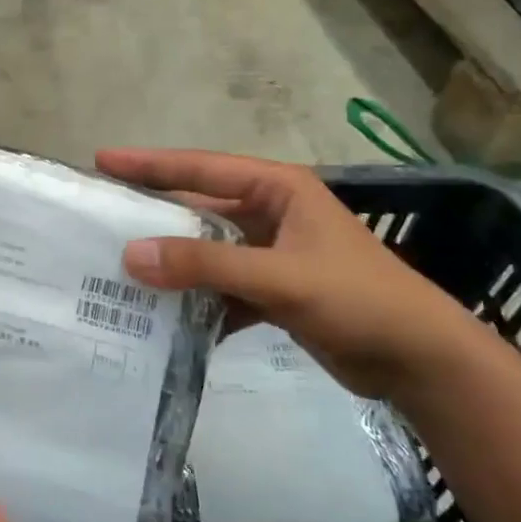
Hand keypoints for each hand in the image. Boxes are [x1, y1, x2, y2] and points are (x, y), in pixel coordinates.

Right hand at [97, 148, 477, 399]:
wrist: (421, 362)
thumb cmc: (358, 299)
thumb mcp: (280, 277)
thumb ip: (206, 265)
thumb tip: (131, 255)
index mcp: (278, 189)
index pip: (201, 169)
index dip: (150, 164)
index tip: (102, 160)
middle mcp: (270, 214)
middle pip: (198, 209)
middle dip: (153, 216)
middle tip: (100, 217)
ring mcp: (272, 255)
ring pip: (207, 252)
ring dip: (171, 264)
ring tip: (117, 270)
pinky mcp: (274, 292)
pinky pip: (221, 288)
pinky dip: (196, 301)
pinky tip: (163, 318)